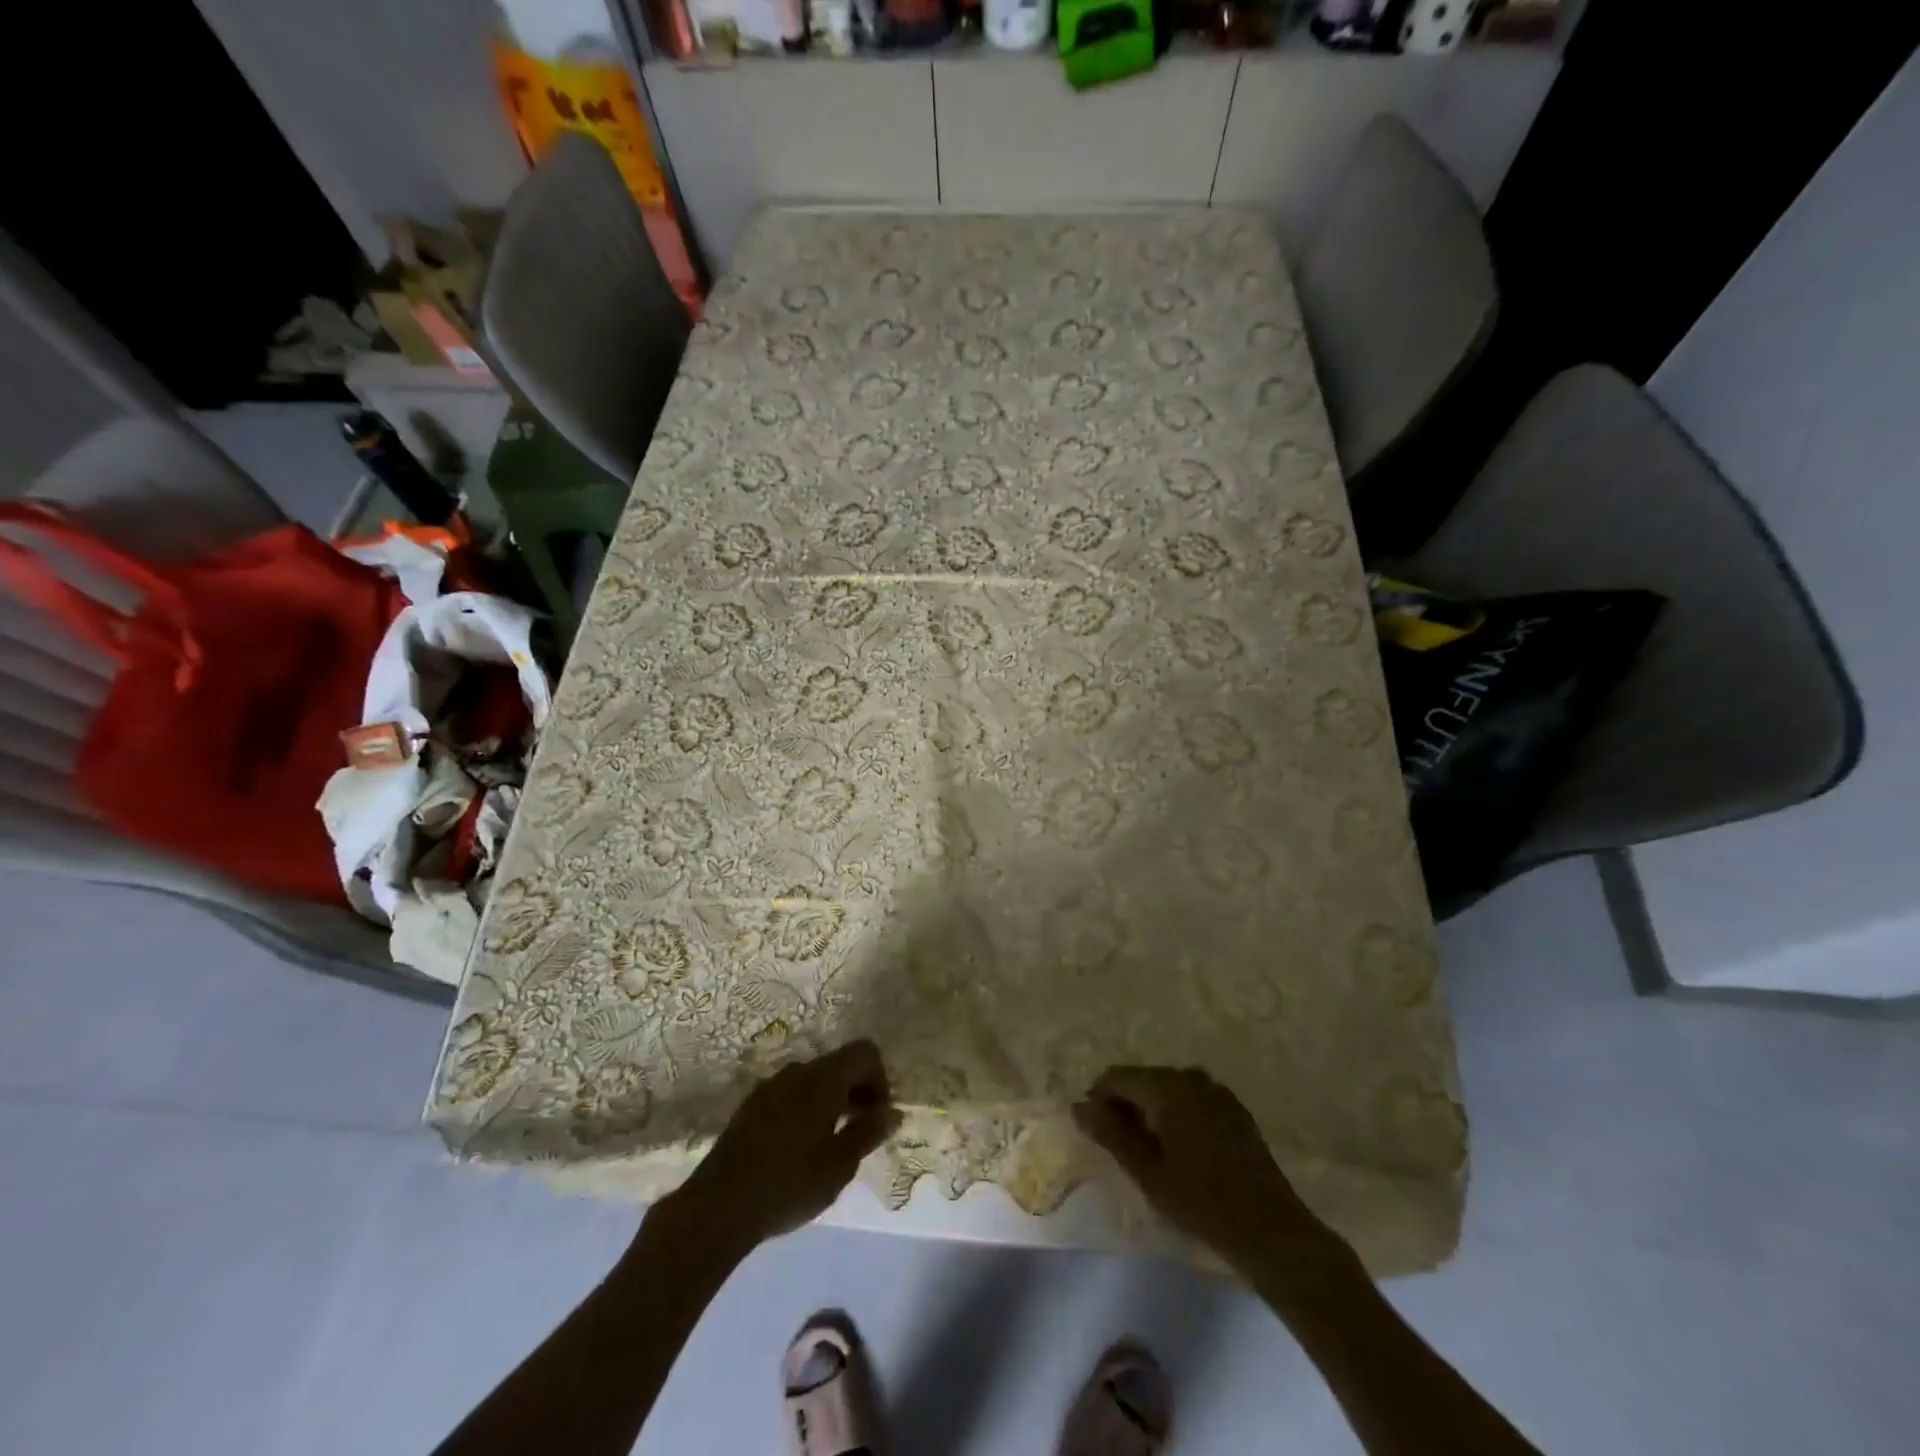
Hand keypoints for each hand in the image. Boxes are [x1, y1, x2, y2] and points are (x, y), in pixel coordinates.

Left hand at [669, 1041, 897, 1251]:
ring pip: (814, 1078)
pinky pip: (792, 1092)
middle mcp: (798, 1071)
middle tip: (861, 1130)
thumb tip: (892, 1113)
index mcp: (823, 1079)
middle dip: (858, 1090)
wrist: (719, 1205)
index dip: (880, 1079)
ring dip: (832, 1099)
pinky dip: (808, 1107)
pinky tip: (801, 1146)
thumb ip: (868, 1133)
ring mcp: (771, 1085)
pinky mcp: (752, 1104)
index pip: (864, 1052)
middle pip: (839, 1063)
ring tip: (832, 1141)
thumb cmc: (789, 1184)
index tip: (877, 1116)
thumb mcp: (839, 1165)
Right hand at [1073, 1065, 1356, 1287]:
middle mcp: (1191, 1077)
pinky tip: (1181, 1150)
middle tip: (1120, 1148)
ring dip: (1151, 1111)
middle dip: (1126, 1105)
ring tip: (1149, 1152)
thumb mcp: (1147, 1172)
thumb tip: (1078, 1105)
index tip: (1094, 1133)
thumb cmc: (1201, 1202)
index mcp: (1167, 1086)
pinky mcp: (1234, 1109)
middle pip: (1143, 1080)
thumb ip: (1110, 1133)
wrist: (1271, 1230)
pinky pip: (1191, 1100)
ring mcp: (1216, 1091)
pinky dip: (1177, 1115)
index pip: (1117, 1077)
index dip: (1099, 1099)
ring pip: (1167, 1090)